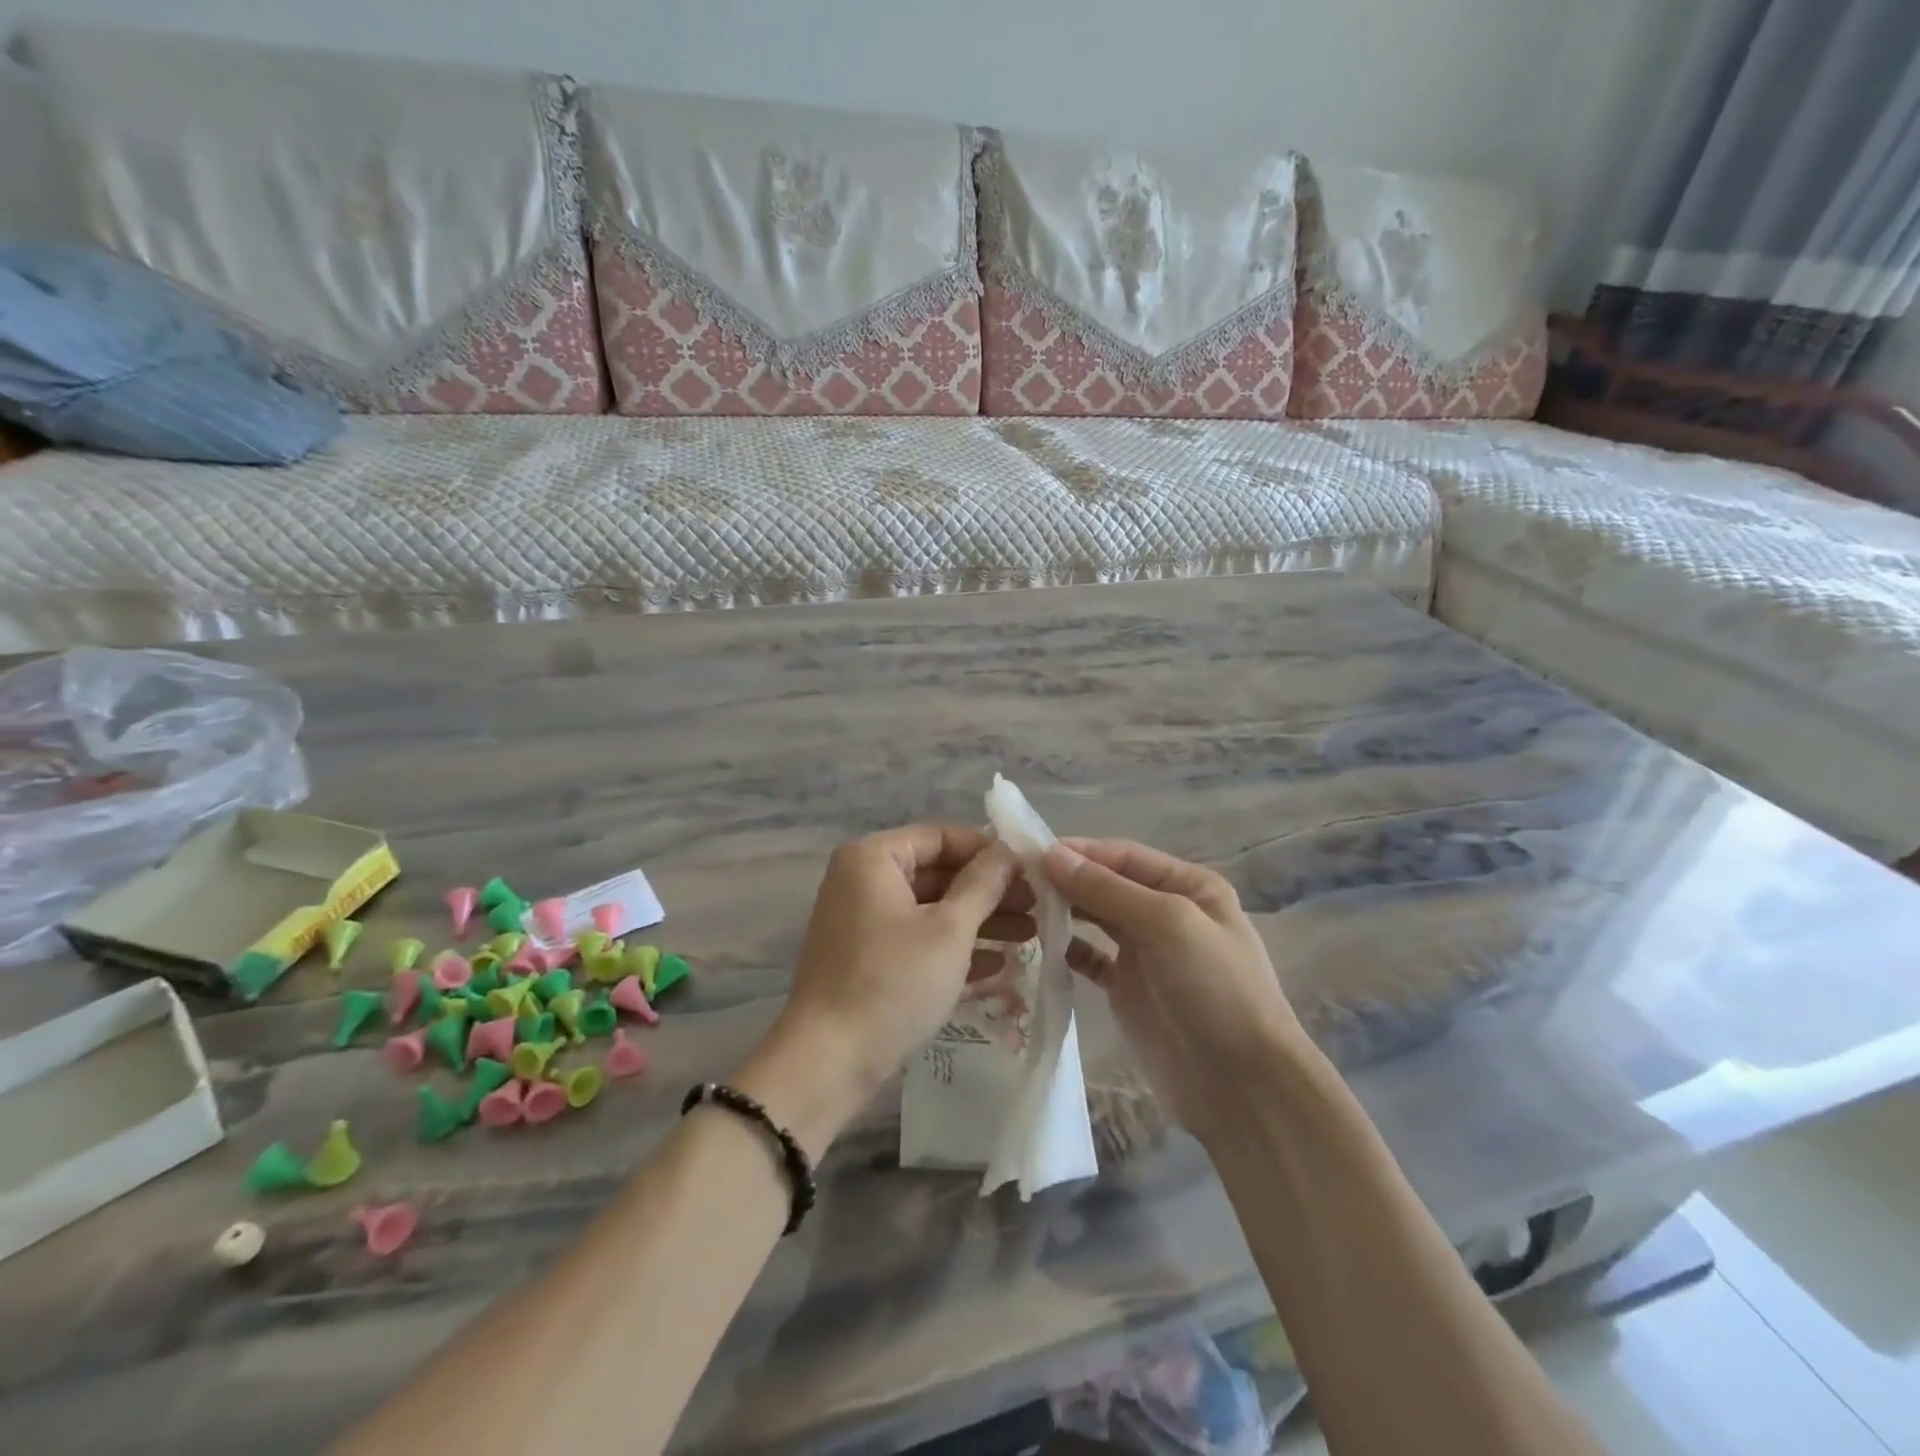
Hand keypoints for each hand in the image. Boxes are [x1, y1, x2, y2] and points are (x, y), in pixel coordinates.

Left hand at [738, 824, 1031, 1153]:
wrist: (828, 1061)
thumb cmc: (892, 981)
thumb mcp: (949, 930)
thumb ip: (982, 884)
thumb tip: (1008, 850)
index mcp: (874, 858)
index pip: (940, 836)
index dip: (988, 851)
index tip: (1030, 870)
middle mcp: (863, 881)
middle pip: (938, 873)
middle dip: (989, 892)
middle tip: (1037, 906)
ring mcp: (863, 922)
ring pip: (931, 909)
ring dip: (979, 921)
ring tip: (1030, 935)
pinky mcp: (868, 959)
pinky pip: (917, 940)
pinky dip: (954, 949)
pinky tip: (999, 965)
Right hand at [1042, 839, 1309, 1144]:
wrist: (1243, 1088)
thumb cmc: (1215, 990)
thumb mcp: (1168, 925)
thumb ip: (1107, 889)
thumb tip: (1050, 855)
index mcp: (1188, 886)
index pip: (1123, 856)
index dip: (1078, 851)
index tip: (1028, 852)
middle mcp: (1166, 912)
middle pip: (1107, 884)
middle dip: (1066, 879)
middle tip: (1014, 880)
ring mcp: (1146, 953)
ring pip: (1095, 918)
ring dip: (1063, 910)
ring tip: (1019, 907)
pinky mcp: (1127, 989)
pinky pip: (1090, 958)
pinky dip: (1066, 948)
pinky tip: (1038, 945)